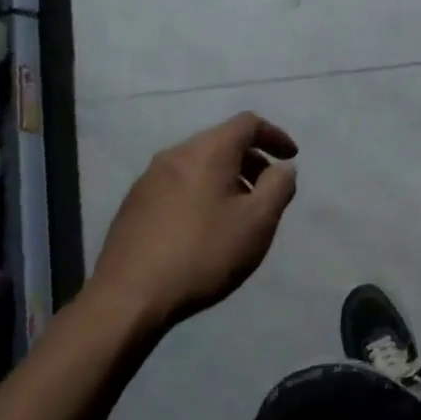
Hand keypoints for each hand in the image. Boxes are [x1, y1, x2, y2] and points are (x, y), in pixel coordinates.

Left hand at [86, 112, 298, 334]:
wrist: (130, 296)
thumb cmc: (204, 253)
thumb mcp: (258, 222)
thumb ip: (278, 187)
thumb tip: (282, 167)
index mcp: (207, 151)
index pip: (247, 123)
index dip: (274, 135)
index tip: (290, 158)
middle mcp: (175, 155)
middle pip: (221, 142)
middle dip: (251, 160)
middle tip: (267, 191)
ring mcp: (149, 179)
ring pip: (198, 164)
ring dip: (226, 178)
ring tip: (238, 213)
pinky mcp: (134, 203)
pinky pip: (179, 184)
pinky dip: (201, 192)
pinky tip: (203, 228)